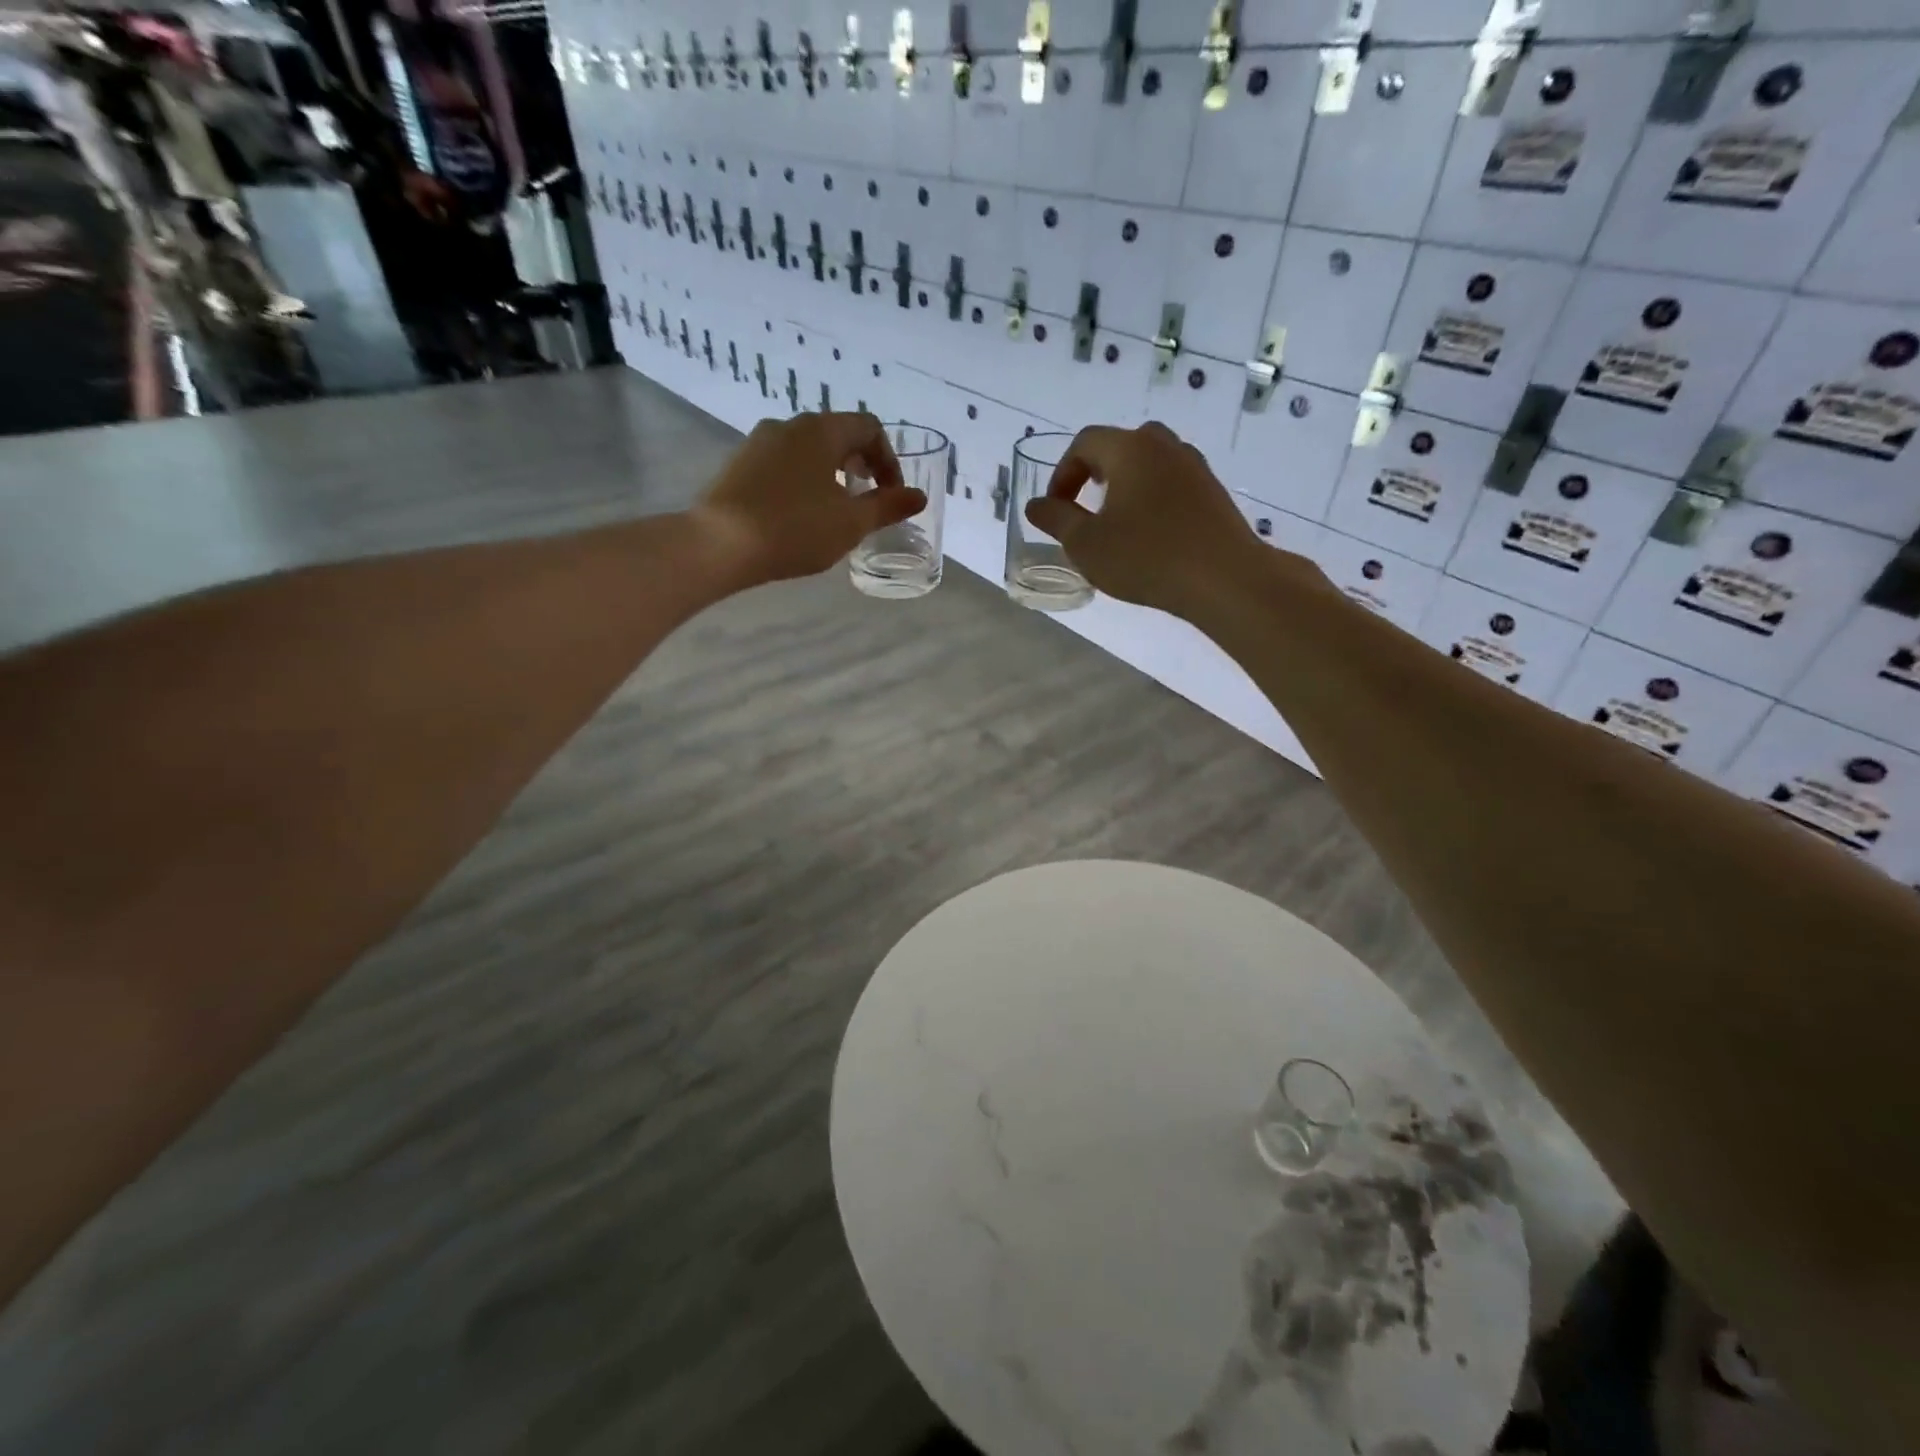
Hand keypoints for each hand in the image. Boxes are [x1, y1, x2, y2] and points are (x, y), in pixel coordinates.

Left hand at [693, 413, 923, 586]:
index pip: (869, 428)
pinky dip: (804, 479)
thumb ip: (887, 507)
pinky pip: (783, 463)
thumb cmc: (795, 529)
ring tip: (836, 509)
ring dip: (832, 472)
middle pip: (838, 434)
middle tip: (868, 499)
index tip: (891, 496)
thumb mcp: (850, 523)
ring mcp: (759, 442)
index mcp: (821, 430)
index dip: (889, 460)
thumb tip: (918, 496)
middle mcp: (789, 425)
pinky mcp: (739, 464)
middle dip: (861, 464)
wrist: (720, 544)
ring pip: (808, 448)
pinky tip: (800, 513)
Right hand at [1025, 422, 1280, 617]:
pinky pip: (1173, 483)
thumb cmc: (1145, 557)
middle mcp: (1164, 446)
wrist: (1223, 578)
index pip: (1085, 443)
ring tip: (1116, 520)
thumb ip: (1057, 519)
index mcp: (1130, 449)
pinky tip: (1150, 533)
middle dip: (1097, 471)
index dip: (1063, 473)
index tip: (1055, 508)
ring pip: (1151, 462)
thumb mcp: (1086, 544)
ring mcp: (1194, 467)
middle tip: (1086, 503)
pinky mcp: (1213, 492)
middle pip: (1122, 444)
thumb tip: (1036, 505)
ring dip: (1126, 484)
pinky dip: (1152, 497)